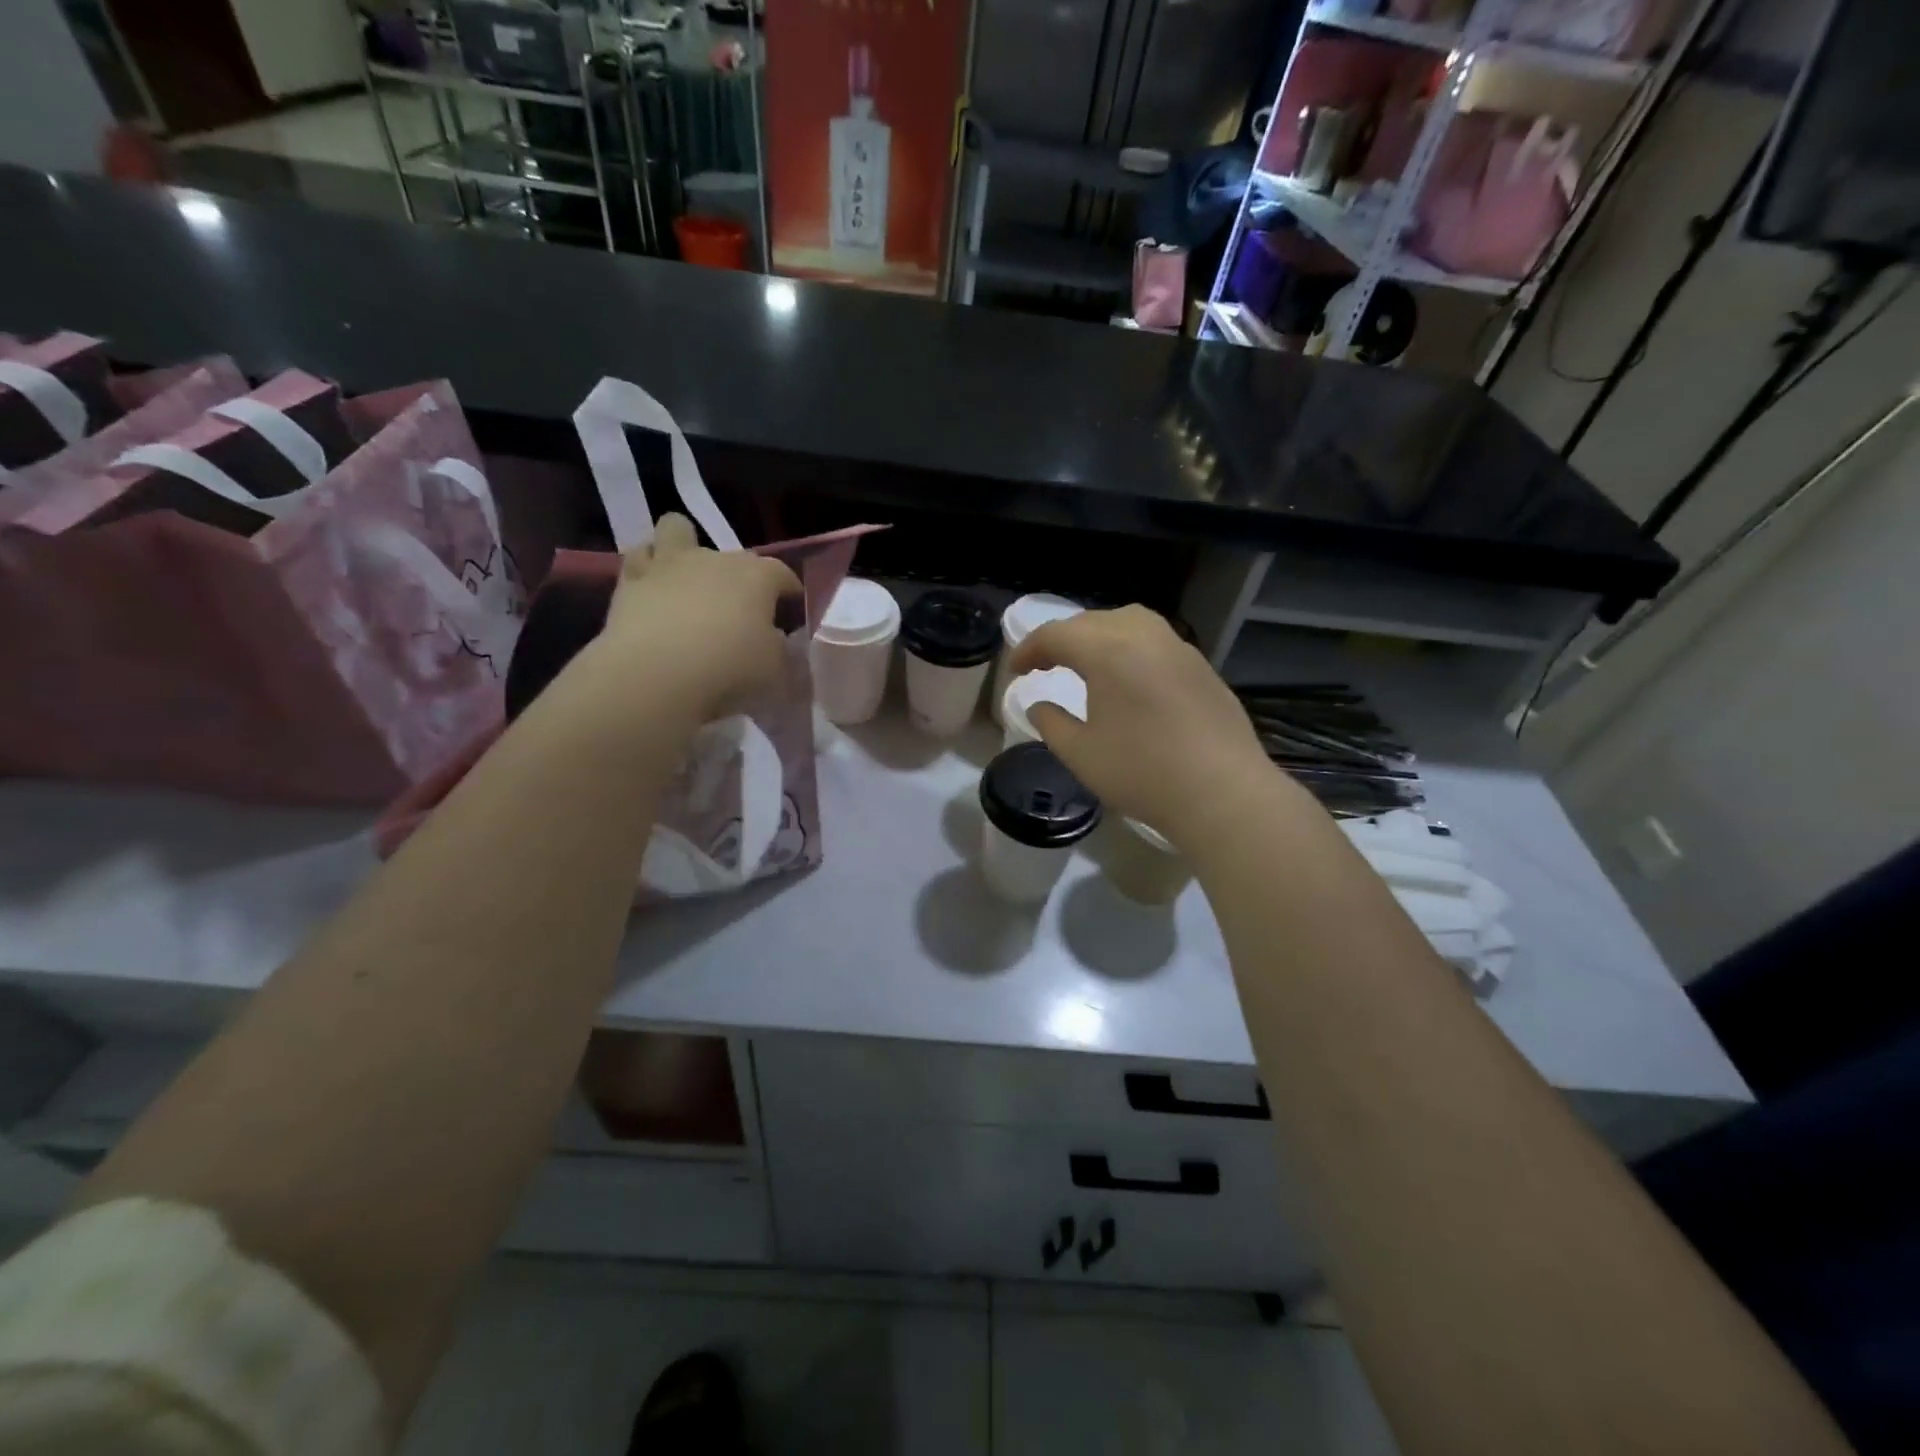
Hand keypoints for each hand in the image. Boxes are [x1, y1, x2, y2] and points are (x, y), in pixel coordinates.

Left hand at [578, 514, 800, 729]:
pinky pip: (638, 559)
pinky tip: (652, 588)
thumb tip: (772, 637)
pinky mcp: (630, 580)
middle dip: (740, 576)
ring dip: (683, 547)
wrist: (657, 673)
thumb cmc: (729, 668)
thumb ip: (777, 647)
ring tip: (688, 577)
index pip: (781, 573)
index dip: (788, 588)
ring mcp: (670, 564)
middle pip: (735, 556)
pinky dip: (647, 569)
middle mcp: (715, 559)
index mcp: (757, 577)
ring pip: (676, 529)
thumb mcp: (773, 667)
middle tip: (739, 607)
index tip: (790, 606)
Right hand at [1010, 606, 1286, 847]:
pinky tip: (1129, 678)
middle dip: (1062, 639)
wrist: (1222, 792)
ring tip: (1086, 663)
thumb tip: (1039, 706)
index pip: (1057, 635)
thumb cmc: (1142, 773)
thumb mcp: (1081, 754)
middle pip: (1092, 621)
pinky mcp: (1201, 667)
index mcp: (1108, 651)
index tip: (1015, 671)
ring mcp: (1178, 648)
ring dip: (1099, 635)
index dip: (1029, 650)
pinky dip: (1130, 647)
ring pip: (1129, 622)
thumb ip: (1051, 724)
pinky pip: (1155, 641)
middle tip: (1044, 665)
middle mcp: (1144, 636)